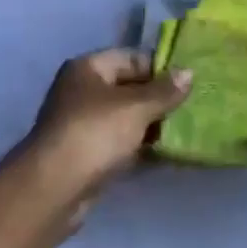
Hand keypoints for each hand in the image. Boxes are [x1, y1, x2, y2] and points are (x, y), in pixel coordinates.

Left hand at [18, 49, 192, 221]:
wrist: (53, 189)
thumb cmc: (95, 134)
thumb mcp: (136, 107)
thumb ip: (165, 90)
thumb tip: (188, 72)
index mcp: (89, 68)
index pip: (133, 58)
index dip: (161, 69)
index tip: (190, 83)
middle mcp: (83, 91)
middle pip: (130, 88)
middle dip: (160, 99)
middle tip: (192, 108)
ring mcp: (84, 125)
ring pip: (127, 118)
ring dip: (153, 125)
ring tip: (186, 131)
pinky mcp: (88, 154)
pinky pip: (122, 143)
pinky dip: (142, 147)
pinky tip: (168, 154)